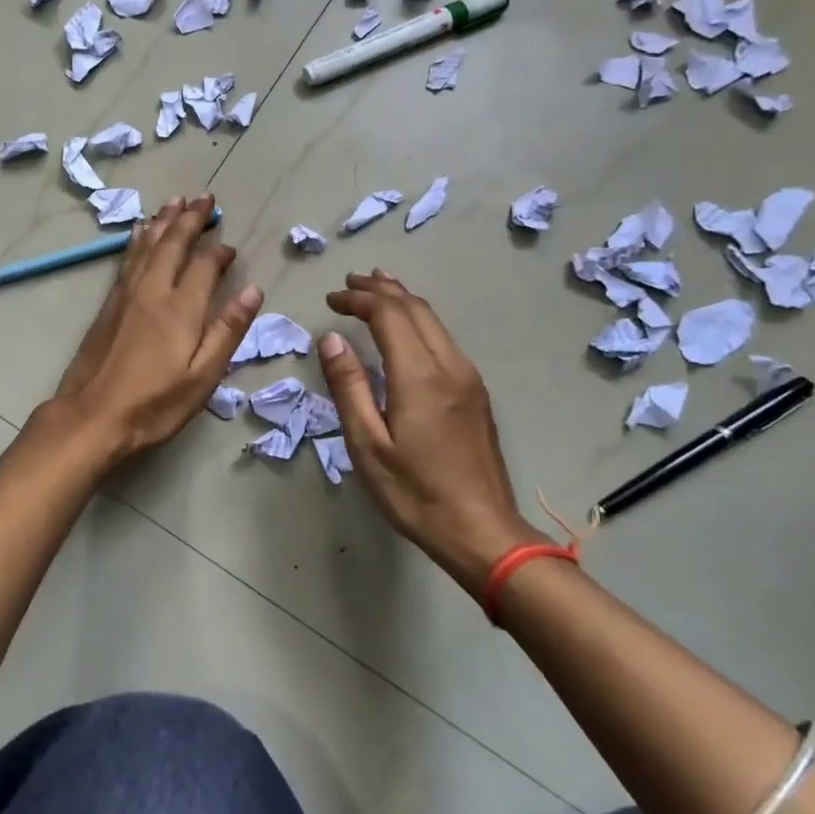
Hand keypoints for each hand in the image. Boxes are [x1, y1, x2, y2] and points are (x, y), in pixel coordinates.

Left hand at [50, 196, 263, 460]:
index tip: (231, 248)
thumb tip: (252, 289)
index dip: (220, 252)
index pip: (205, 265)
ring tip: (175, 201)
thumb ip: (228, 330)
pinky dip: (138, 240)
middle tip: (204, 197)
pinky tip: (140, 232)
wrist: (92, 416)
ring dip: (164, 221)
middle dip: (190, 218)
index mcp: (181, 308)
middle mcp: (153, 290)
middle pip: (173, 243)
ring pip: (148, 245)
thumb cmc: (155, 403)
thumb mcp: (203, 376)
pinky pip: (128, 258)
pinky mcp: (109, 304)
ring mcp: (126, 294)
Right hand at [319, 271, 544, 587]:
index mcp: (420, 375)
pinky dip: (418, 320)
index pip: (389, 314)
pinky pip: (444, 338)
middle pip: (416, 308)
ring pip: (434, 321)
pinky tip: (407, 326)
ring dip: (403, 299)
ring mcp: (468, 378)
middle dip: (381, 289)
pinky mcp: (475, 392)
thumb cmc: (416, 492)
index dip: (358, 299)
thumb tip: (331, 339)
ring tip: (377, 287)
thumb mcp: (368, 446)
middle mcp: (450, 365)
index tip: (331, 299)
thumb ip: (349, 387)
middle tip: (349, 283)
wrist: (483, 531)